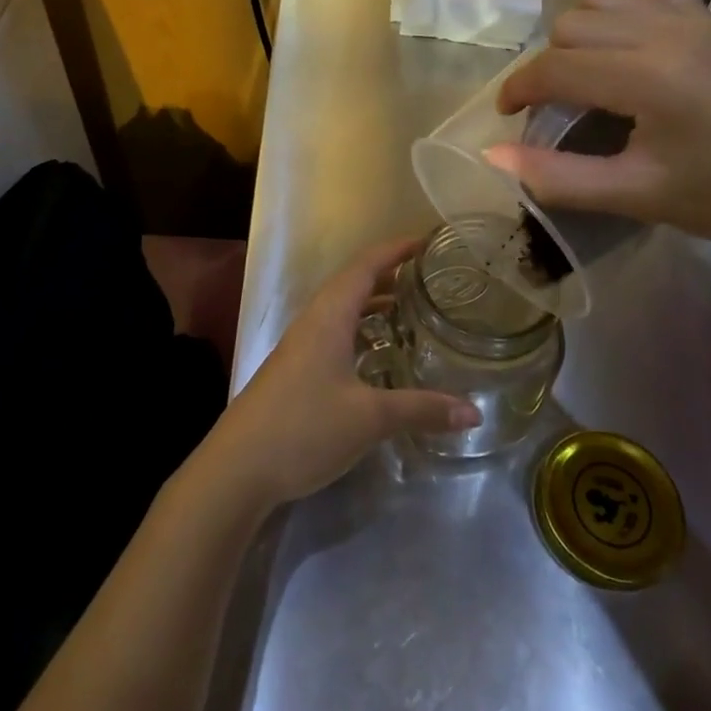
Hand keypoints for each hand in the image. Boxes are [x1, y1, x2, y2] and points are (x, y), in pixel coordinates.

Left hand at [200, 238, 480, 509]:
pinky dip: (361, 333)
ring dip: (374, 305)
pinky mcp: (295, 371)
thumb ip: (421, 409)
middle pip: (353, 284)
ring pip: (342, 311)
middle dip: (389, 275)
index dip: (395, 249)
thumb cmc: (304, 427)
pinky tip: (378, 357)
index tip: (427, 242)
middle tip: (428, 279)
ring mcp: (300, 347)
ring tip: (410, 312)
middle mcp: (313, 322)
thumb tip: (474, 411)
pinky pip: (334, 335)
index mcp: (329, 315)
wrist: (237, 469)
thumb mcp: (369, 418)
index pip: (365, 266)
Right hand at [486, 0, 710, 253]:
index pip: (554, 68)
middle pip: (570, 28)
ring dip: (580, 32)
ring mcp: (693, 16)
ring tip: (590, 72)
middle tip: (557, 110)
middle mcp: (665, 32)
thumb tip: (492, 153)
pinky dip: (624, 1)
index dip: (517, 90)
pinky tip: (631, 35)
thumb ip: (558, 176)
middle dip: (549, 67)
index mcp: (648, 79)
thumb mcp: (639, 196)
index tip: (506, 115)